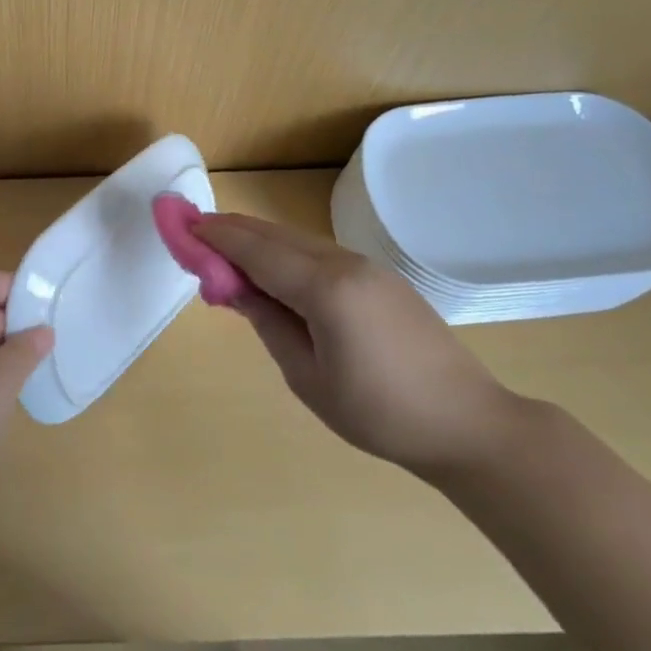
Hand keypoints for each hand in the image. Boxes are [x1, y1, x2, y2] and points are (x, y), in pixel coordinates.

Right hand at [192, 213, 522, 476]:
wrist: (467, 424)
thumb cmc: (379, 412)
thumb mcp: (307, 376)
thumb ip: (267, 322)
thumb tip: (235, 288)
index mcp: (325, 289)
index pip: (256, 251)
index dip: (216, 237)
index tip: (182, 226)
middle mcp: (344, 264)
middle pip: (275, 236)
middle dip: (232, 230)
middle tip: (194, 232)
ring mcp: (367, 267)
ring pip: (297, 241)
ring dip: (258, 241)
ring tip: (224, 251)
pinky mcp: (380, 278)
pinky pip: (319, 254)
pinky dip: (285, 254)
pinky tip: (272, 269)